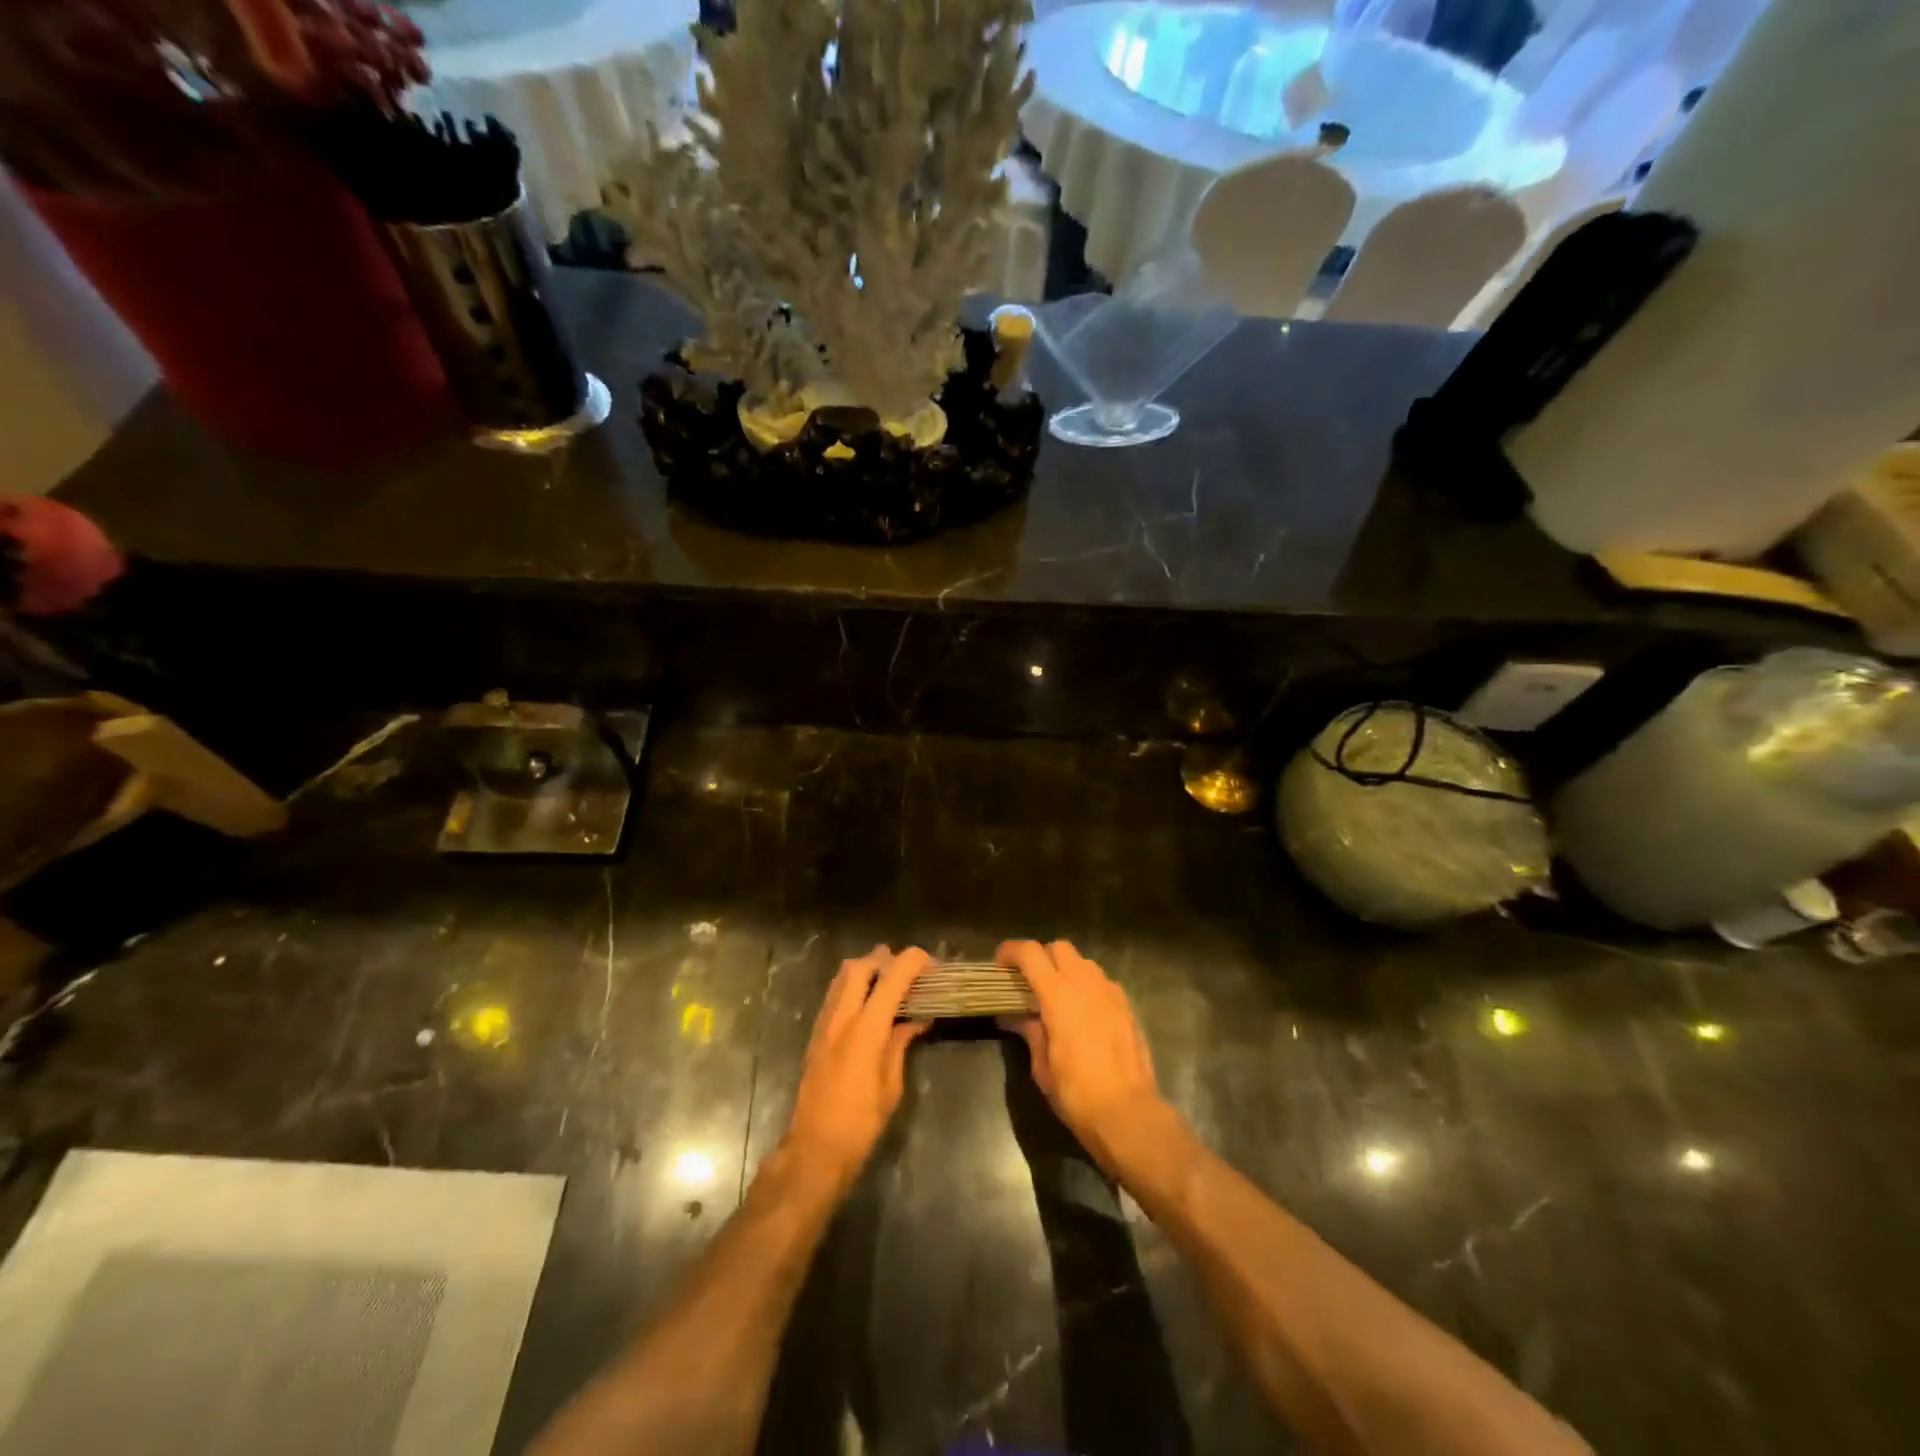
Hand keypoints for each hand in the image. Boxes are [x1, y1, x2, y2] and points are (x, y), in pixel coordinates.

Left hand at [783, 946, 932, 1191]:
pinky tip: (869, 1004)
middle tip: (908, 971)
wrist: (815, 1148)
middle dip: (885, 959)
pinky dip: (853, 986)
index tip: (931, 963)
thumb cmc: (862, 1122)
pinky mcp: (815, 1034)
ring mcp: (824, 1023)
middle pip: (860, 965)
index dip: (913, 962)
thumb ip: (901, 1043)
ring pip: (842, 976)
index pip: (891, 978)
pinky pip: (835, 994)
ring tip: (889, 982)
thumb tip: (918, 1018)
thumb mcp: (891, 1085)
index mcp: (866, 1030)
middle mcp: (842, 1018)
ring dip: (867, 969)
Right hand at [996, 940, 1172, 1174]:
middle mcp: (1086, 984)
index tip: (1000, 964)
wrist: (1128, 1113)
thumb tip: (1015, 1017)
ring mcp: (1110, 992)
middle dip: (1041, 957)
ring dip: (1066, 970)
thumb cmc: (1076, 1093)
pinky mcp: (1127, 1006)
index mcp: (1058, 995)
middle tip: (1030, 981)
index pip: (1031, 953)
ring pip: (1084, 962)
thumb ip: (1030, 1033)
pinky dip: (1087, 987)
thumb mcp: (1042, 1066)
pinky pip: (1102, 983)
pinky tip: (1083, 1014)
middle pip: (1060, 947)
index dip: (1011, 951)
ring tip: (1058, 997)